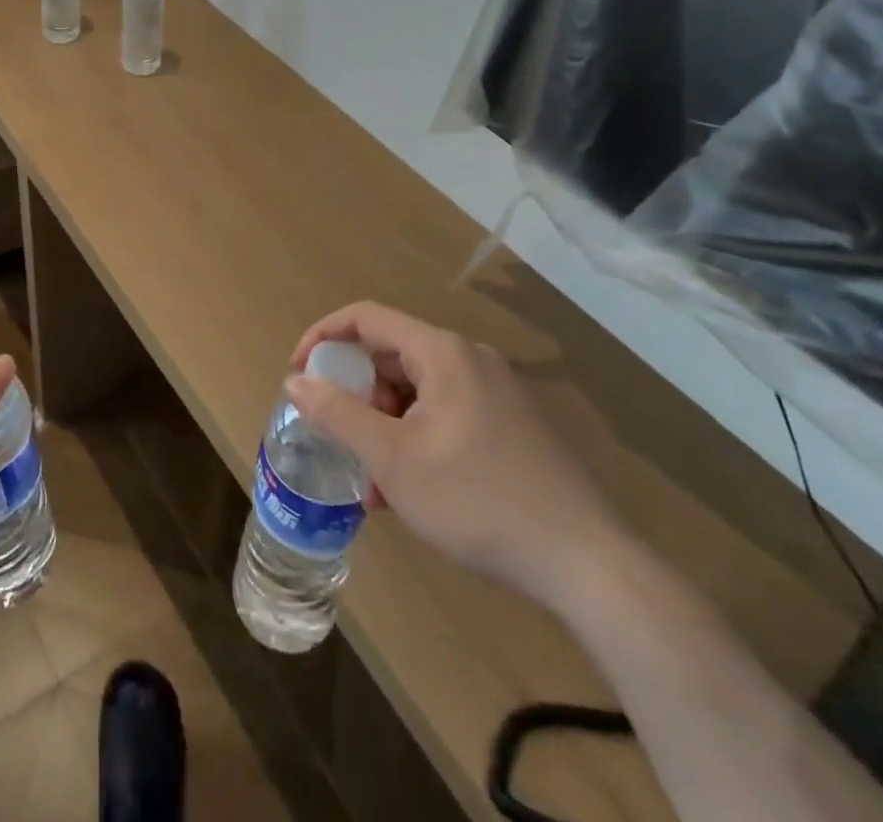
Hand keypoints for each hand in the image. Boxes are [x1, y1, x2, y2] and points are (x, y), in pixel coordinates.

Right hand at [286, 301, 626, 609]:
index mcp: (442, 352)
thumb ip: (337, 413)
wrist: (587, 564)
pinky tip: (411, 491)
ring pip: (417, 392)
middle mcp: (470, 359)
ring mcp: (496, 392)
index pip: (365, 317)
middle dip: (357, 397)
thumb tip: (295, 381)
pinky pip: (445, 414)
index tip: (298, 374)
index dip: (323, 337)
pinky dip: (416, 440)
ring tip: (375, 485)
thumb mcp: (392, 459)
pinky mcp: (511, 426)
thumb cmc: (477, 500)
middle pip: (392, 356)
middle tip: (341, 442)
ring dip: (384, 427)